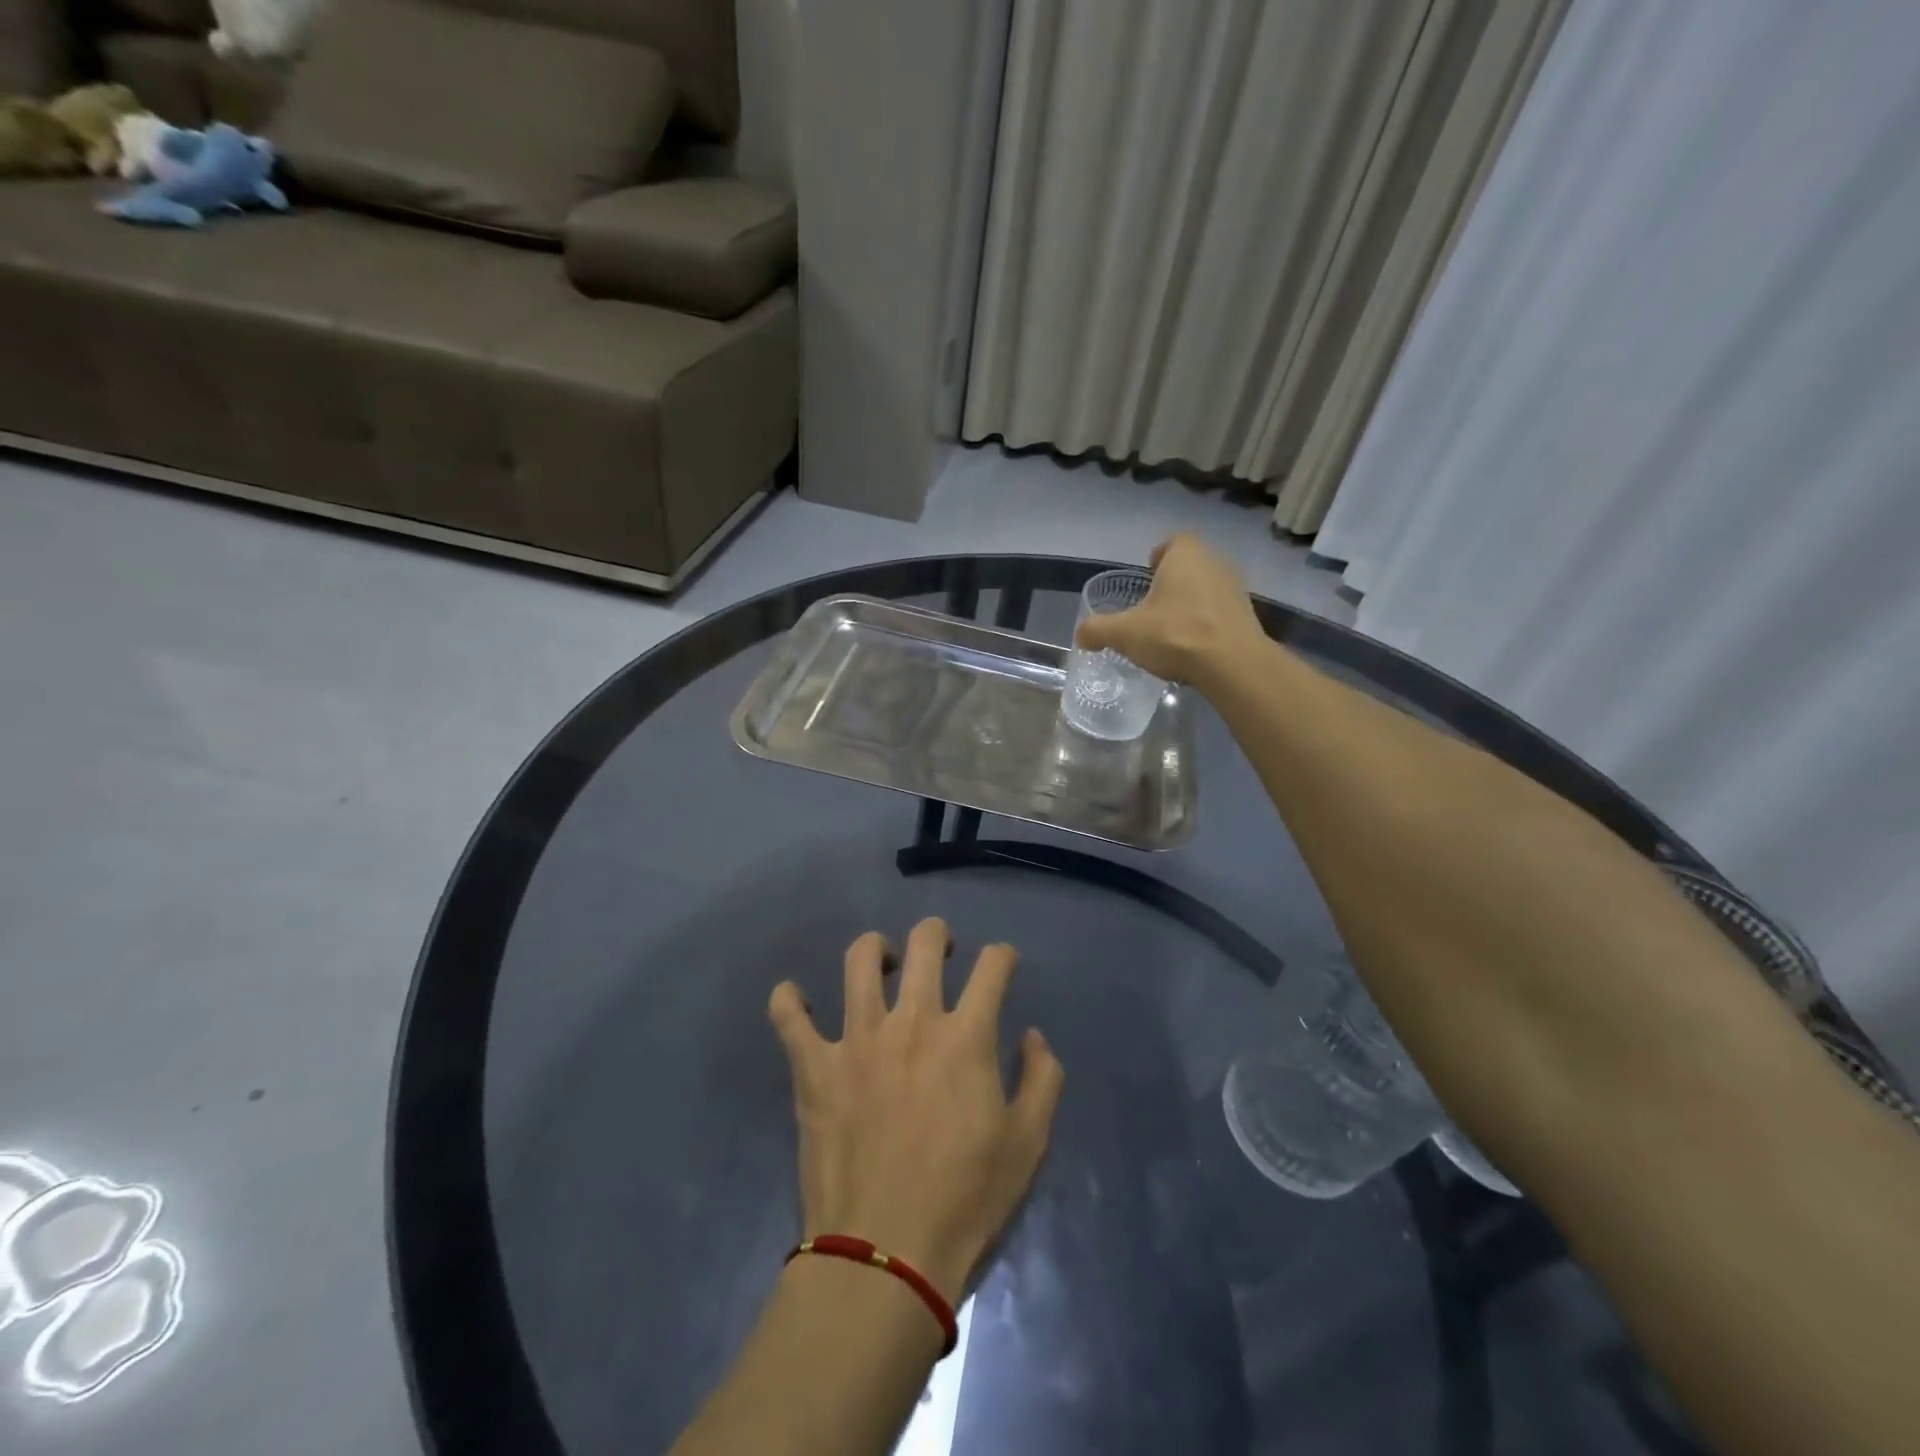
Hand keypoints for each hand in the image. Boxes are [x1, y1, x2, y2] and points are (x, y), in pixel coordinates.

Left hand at [768, 918, 1064, 1303]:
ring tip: (882, 961)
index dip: (1002, 956)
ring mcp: (857, 1039)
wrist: (886, 1255)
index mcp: (966, 1036)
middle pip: (924, 944)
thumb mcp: (1028, 1144)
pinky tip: (796, 998)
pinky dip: (789, 1000)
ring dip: (874, 949)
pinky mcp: (814, 1067)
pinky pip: (789, 1016)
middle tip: (940, 951)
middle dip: (937, 935)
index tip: (1001, 964)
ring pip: (859, 960)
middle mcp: (912, 1022)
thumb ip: (1041, 1079)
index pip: (992, 966)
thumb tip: (1032, 1036)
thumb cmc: (966, 1200)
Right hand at [1074, 533, 1265, 685]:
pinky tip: (1194, 646)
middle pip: (1192, 564)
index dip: (1160, 554)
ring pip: (1208, 588)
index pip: (1174, 541)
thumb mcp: (1124, 633)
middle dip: (1174, 580)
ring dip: (1192, 602)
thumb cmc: (1175, 635)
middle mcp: (1215, 563)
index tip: (1148, 574)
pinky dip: (1208, 622)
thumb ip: (1098, 630)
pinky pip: (1221, 612)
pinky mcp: (1249, 616)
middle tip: (1154, 604)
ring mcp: (1236, 589)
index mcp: (1186, 556)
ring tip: (1172, 627)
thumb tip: (1081, 635)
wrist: (1232, 665)